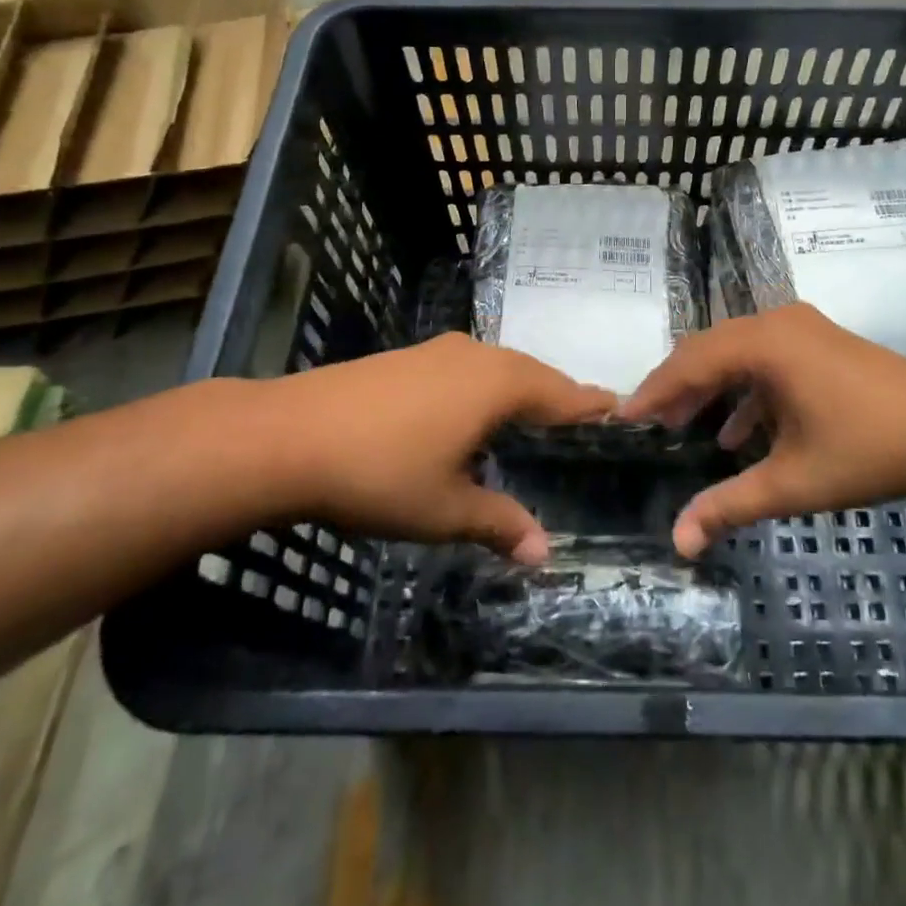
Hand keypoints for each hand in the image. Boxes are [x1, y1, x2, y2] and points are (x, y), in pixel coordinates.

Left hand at [259, 335, 612, 563]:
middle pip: (531, 373)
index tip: (618, 407)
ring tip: (534, 415)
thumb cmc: (379, 472)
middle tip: (581, 418)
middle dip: (557, 395)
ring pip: (497, 366)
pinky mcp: (406, 357)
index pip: (560, 392)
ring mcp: (436, 352)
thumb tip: (545, 553)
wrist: (287, 436)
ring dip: (520, 388)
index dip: (589, 403)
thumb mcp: (444, 509)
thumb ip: (499, 523)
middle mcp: (474, 357)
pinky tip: (473, 411)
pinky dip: (486, 386)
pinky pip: (467, 367)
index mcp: (496, 385)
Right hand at [618, 304, 905, 556]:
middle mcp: (775, 323)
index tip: (621, 418)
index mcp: (763, 344)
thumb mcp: (792, 482)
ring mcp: (801, 328)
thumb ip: (729, 506)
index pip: (689, 364)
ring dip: (709, 388)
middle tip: (647, 424)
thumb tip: (677, 543)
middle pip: (707, 350)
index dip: (652, 393)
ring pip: (735, 352)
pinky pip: (765, 358)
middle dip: (675, 388)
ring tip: (684, 427)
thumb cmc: (868, 451)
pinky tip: (739, 432)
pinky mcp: (819, 341)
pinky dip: (745, 390)